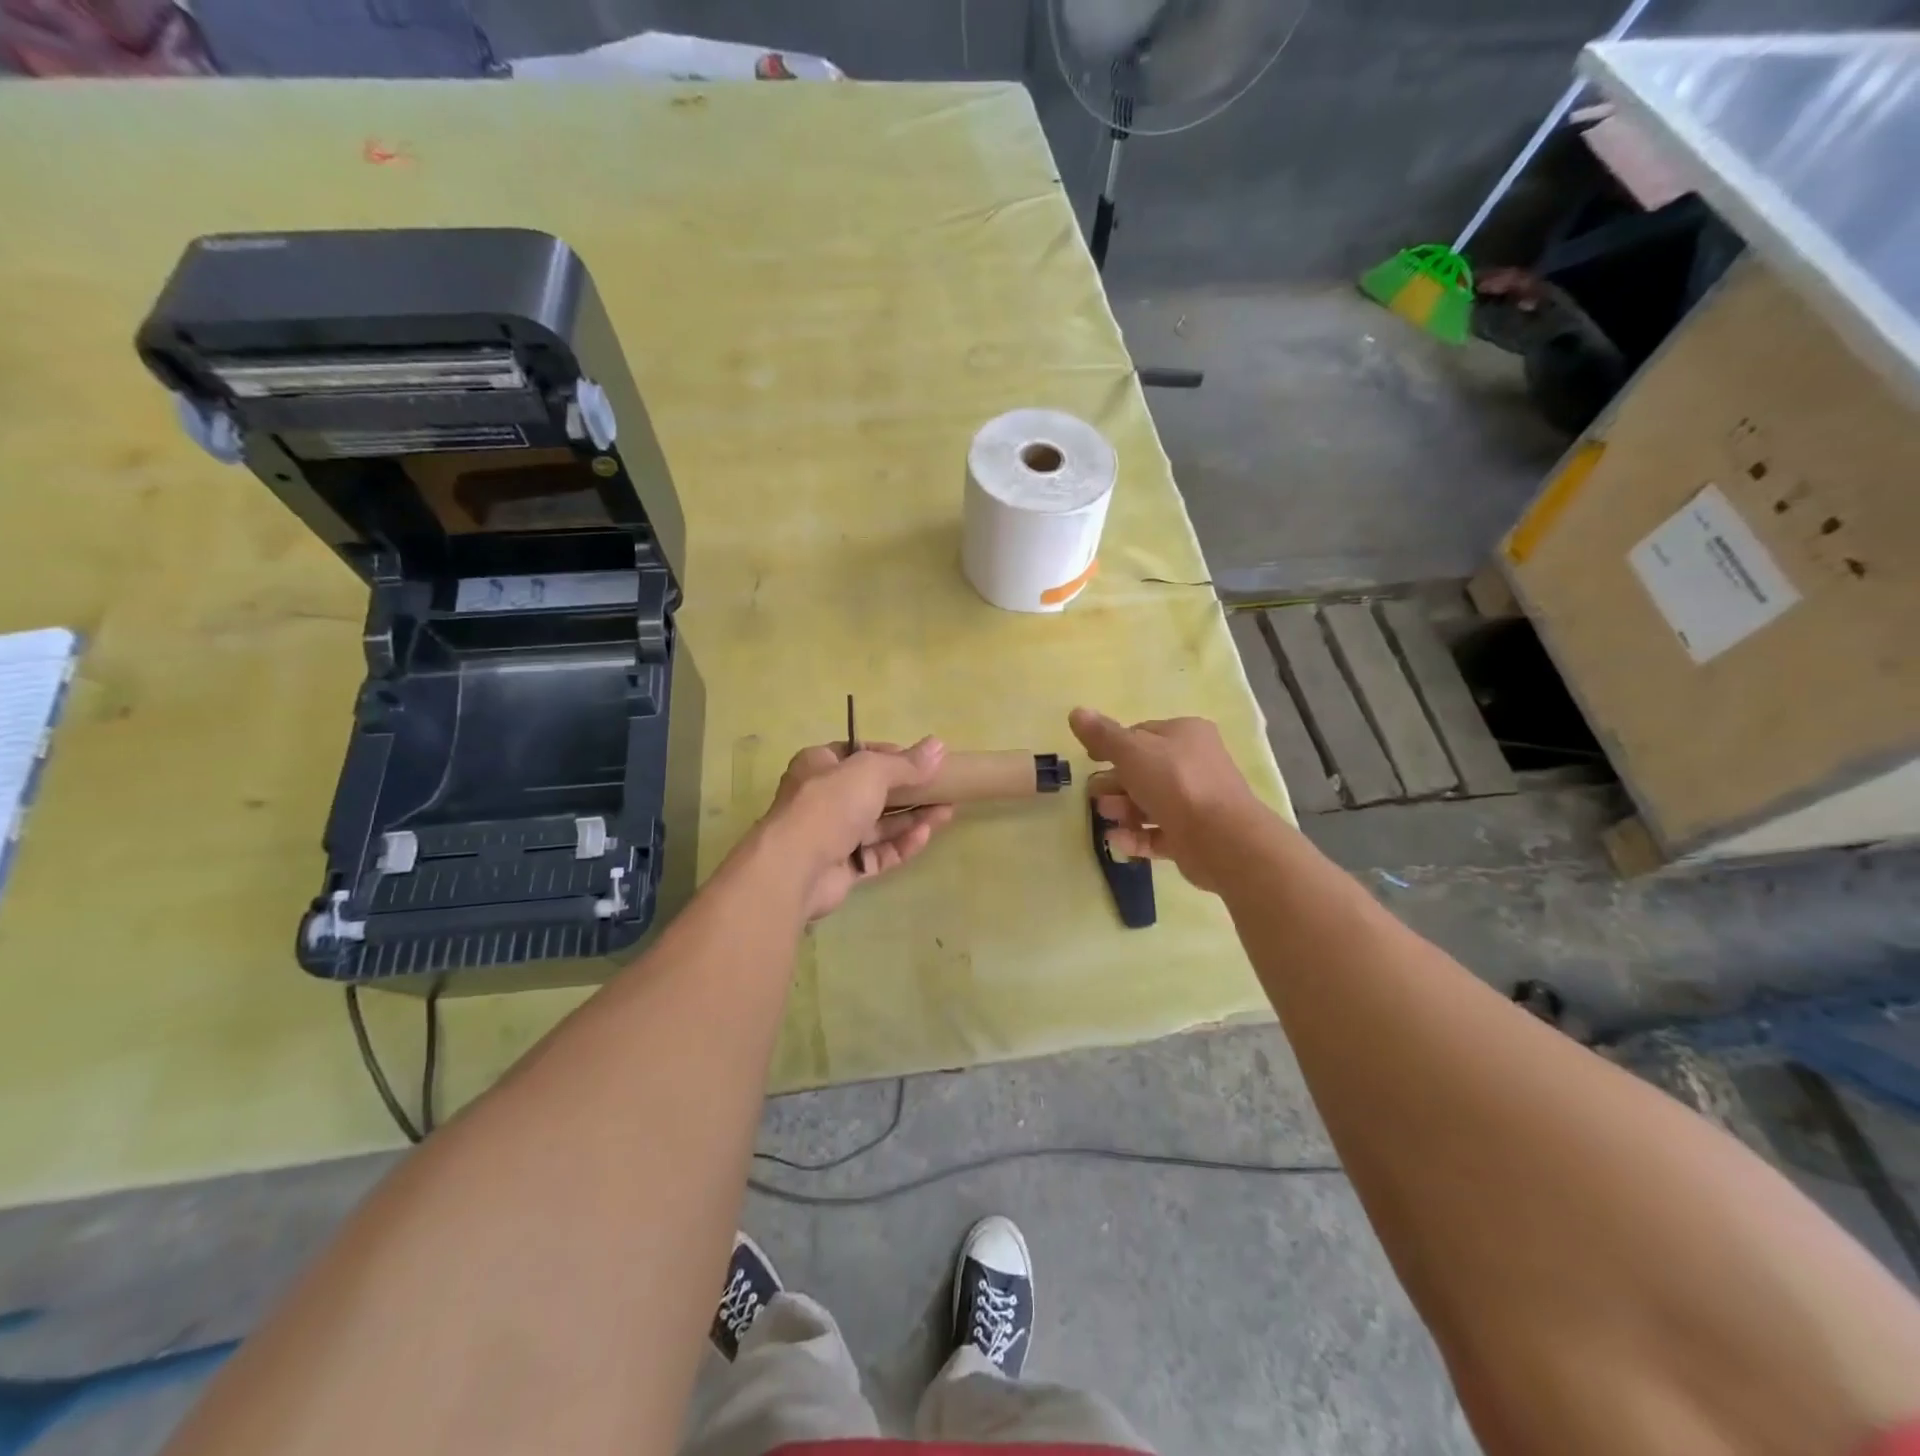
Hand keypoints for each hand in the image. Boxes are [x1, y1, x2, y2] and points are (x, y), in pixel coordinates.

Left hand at [761, 738, 955, 920]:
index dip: (890, 755)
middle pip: (872, 791)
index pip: (858, 753)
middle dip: (909, 790)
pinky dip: (901, 845)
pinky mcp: (843, 868)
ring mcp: (832, 835)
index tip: (922, 761)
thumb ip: (906, 763)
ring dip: (912, 818)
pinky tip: (925, 836)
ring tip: (947, 812)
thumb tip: (938, 745)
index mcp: (819, 765)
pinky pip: (878, 853)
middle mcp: (823, 798)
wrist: (796, 867)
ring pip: (879, 825)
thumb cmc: (830, 804)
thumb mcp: (871, 771)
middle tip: (943, 788)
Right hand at [1070, 707, 1267, 892]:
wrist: (1221, 838)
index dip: (1112, 746)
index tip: (1090, 760)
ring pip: (1150, 803)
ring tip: (1108, 817)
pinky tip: (1117, 841)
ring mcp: (1196, 802)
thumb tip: (1075, 711)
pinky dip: (1136, 836)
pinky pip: (1158, 833)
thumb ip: (1102, 735)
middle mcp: (1194, 764)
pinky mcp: (1194, 836)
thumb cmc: (1175, 783)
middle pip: (1144, 770)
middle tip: (1094, 795)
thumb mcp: (1131, 751)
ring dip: (1123, 809)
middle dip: (1115, 783)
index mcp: (1186, 734)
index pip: (1141, 734)